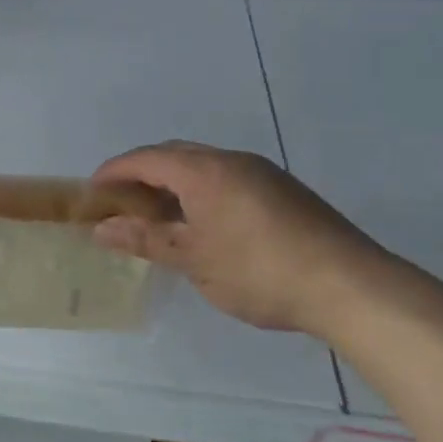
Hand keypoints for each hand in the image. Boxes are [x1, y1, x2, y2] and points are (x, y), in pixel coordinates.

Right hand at [90, 141, 385, 335]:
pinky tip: (202, 222)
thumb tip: (101, 229)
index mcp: (204, 171)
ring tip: (157, 215)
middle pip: (174, 154)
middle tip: (120, 203)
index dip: (114, 171)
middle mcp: (231, 160)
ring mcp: (262, 173)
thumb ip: (145, 239)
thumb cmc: (259, 271)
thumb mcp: (194, 259)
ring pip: (203, 165)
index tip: (91, 192)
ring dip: (172, 182)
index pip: (145, 158)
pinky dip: (200, 191)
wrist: (351, 286)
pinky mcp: (283, 190)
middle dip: (141, 172)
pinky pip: (226, 178)